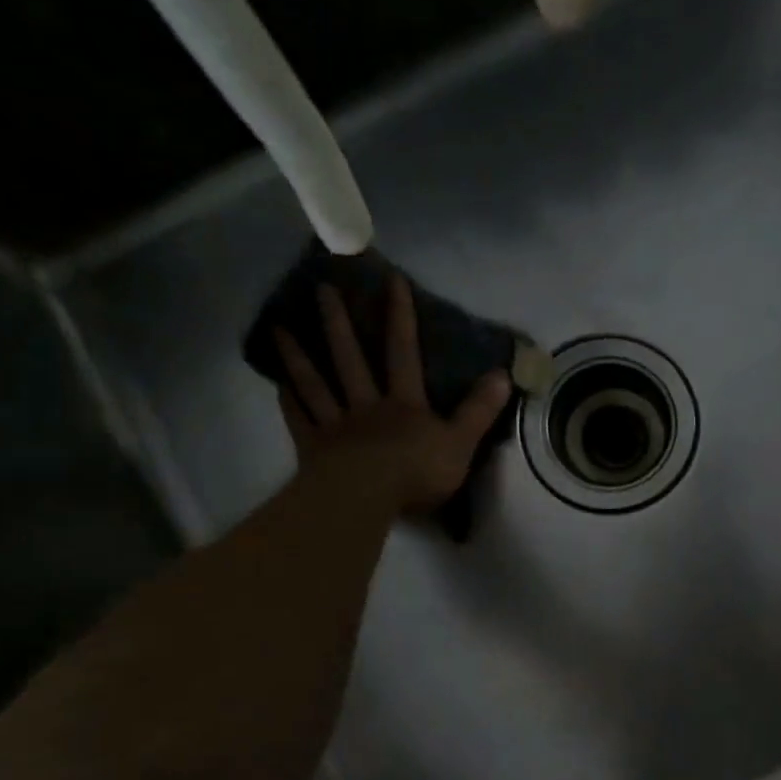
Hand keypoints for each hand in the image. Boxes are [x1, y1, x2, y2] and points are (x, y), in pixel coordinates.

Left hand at [273, 274, 511, 512]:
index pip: (403, 354)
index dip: (400, 318)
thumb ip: (479, 410)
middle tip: (323, 288)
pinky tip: (277, 385)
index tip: (392, 281)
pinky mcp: (314, 449)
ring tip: (280, 328)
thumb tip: (503, 374)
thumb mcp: (460, 442)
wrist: (366, 498)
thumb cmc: (416, 472)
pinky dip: (288, 402)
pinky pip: (299, 420)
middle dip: (339, 324)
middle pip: (351, 359)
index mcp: (404, 404)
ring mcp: (336, 426)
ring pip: (316, 384)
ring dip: (298, 356)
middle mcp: (367, 406)